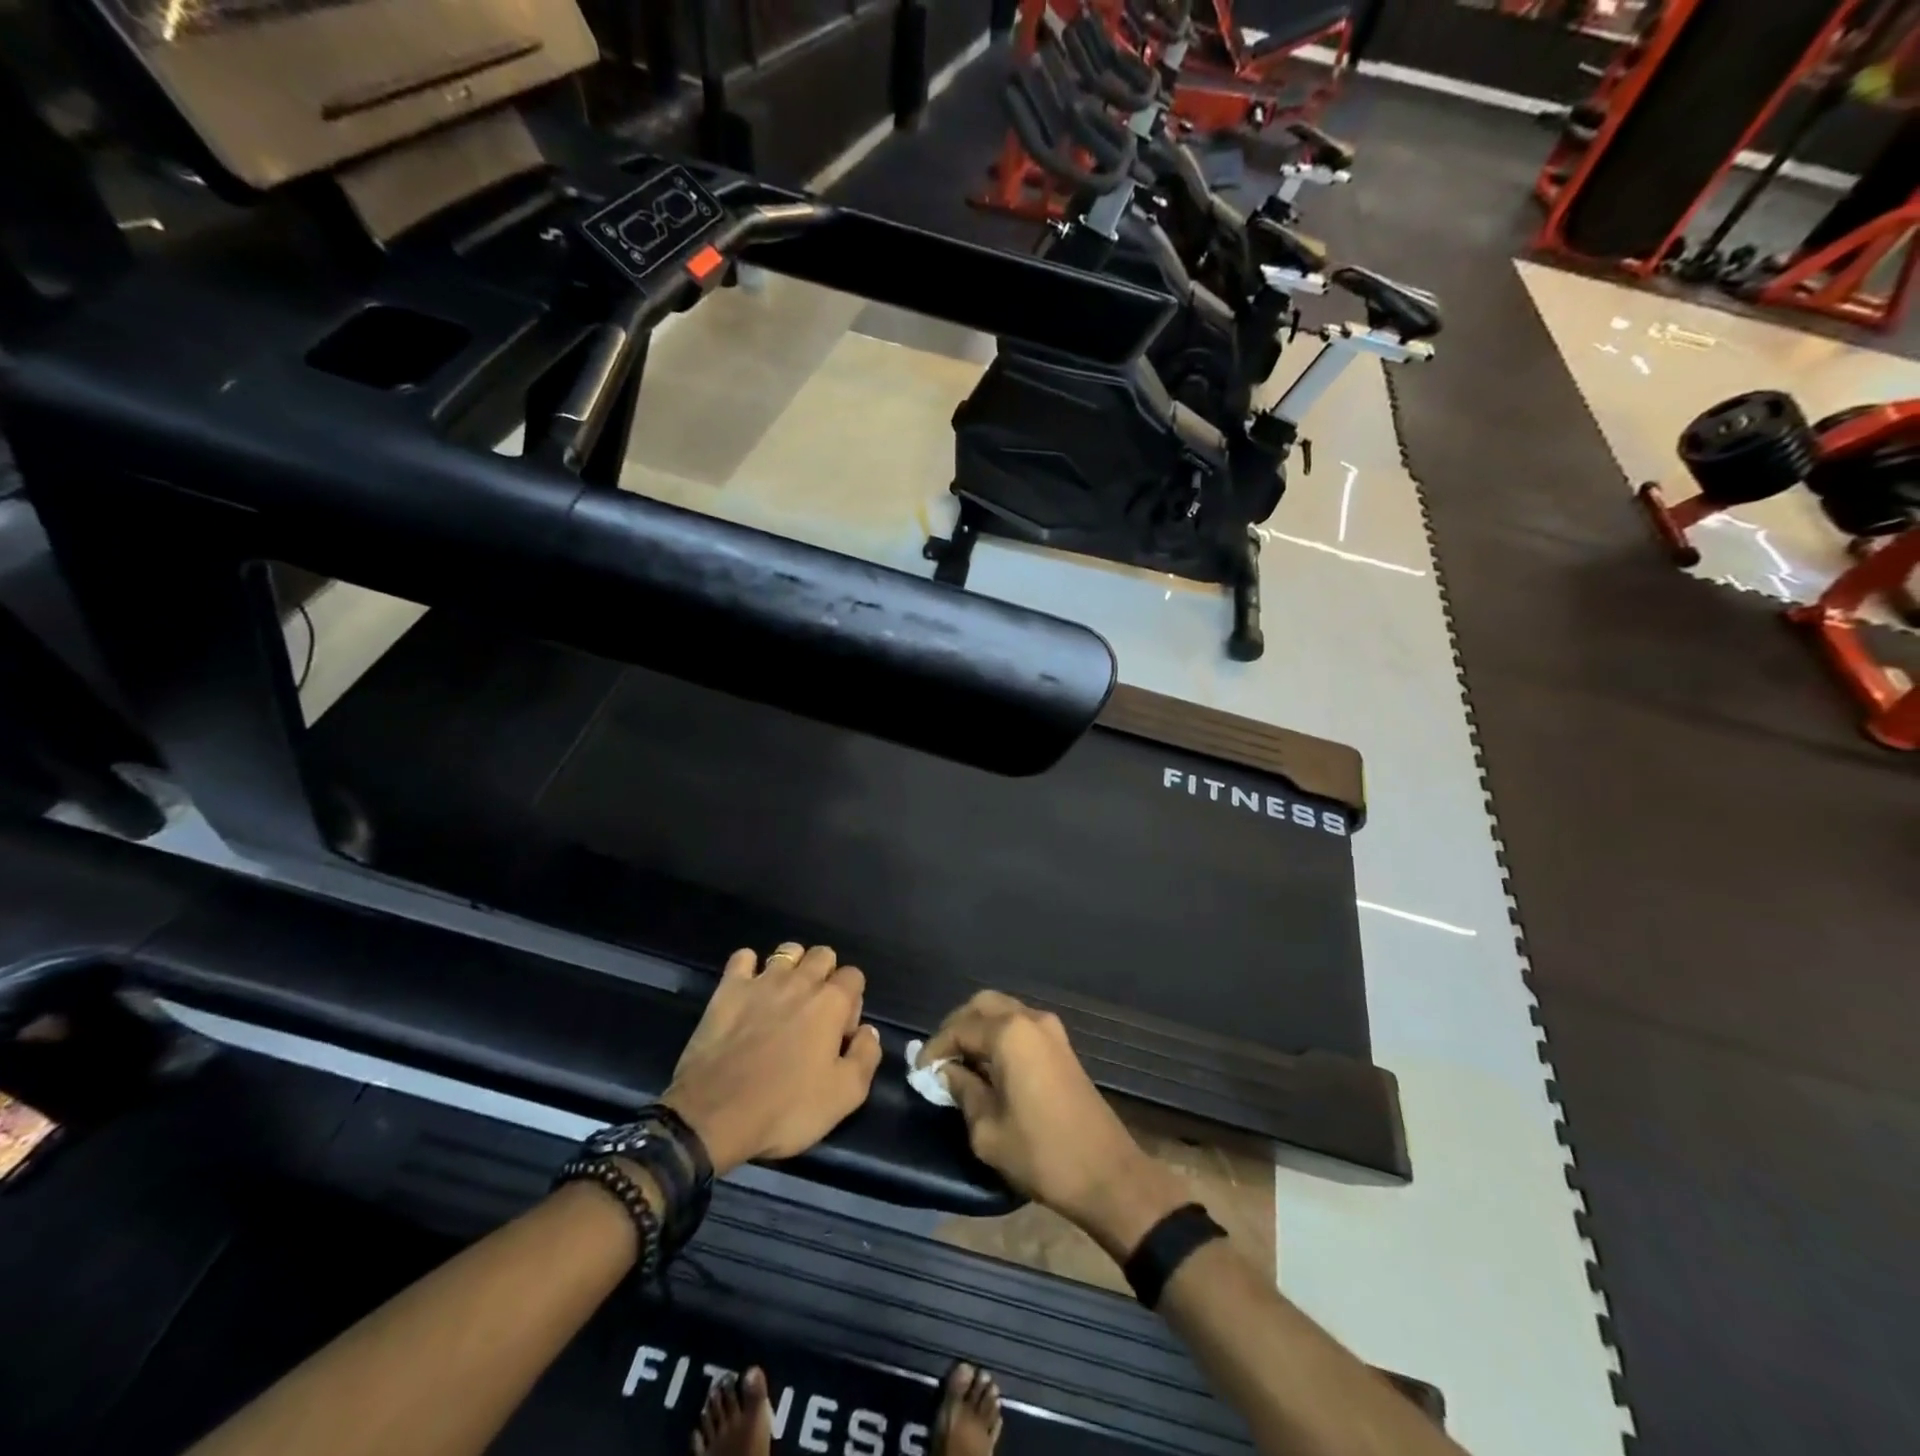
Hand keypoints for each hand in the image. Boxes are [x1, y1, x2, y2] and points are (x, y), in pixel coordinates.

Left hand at [664, 944, 881, 1175]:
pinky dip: (749, 966)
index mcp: (831, 1003)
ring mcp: (762, 981)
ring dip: (793, 966)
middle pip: (823, 955)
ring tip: (785, 997)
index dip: (852, 1001)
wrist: (714, 1115)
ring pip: (788, 951)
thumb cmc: (785, 1108)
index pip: (854, 976)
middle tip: (815, 1013)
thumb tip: (868, 1031)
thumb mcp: (844, 1095)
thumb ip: (866, 1056)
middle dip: (826, 975)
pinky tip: (749, 988)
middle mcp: (800, 981)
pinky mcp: (728, 989)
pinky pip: (743, 957)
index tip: (840, 1033)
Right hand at [918, 992, 1186, 1257]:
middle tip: (940, 1059)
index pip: (959, 1028)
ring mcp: (1050, 1030)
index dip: (935, 1049)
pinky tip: (989, 1066)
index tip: (919, 1073)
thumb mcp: (987, 1130)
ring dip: (979, 1029)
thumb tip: (947, 1073)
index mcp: (1009, 1033)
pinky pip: (1021, 1026)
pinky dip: (1000, 1036)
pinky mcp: (1062, 1046)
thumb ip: (962, 1091)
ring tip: (961, 1063)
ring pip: (1004, 1011)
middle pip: (983, 1005)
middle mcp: (1030, 1019)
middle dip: (957, 1027)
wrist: (1106, 1173)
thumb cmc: (1041, 1153)